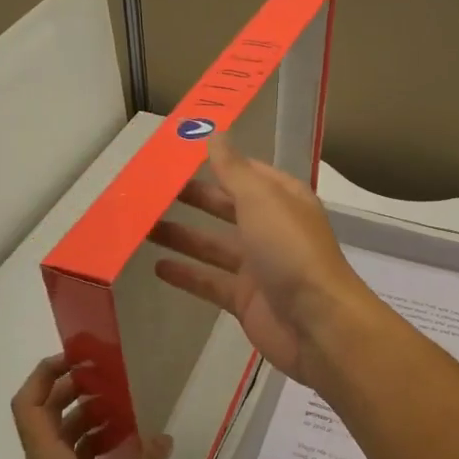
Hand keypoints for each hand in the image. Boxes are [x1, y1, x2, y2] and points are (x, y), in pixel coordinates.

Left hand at [10, 355, 172, 458]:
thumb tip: (161, 435)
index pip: (28, 407)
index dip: (43, 376)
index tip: (74, 359)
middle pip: (44, 420)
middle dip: (70, 393)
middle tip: (107, 376)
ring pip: (57, 443)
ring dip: (84, 421)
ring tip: (124, 409)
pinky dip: (89, 449)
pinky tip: (123, 451)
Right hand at [148, 136, 380, 389]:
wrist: (317, 324)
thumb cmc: (291, 251)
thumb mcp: (261, 200)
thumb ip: (234, 170)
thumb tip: (216, 134)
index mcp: (283, 200)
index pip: (248, 173)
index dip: (218, 163)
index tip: (180, 155)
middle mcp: (272, 229)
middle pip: (227, 208)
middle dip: (194, 198)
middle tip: (150, 190)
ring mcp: (259, 267)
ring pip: (214, 246)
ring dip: (182, 235)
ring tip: (142, 226)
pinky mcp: (246, 300)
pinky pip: (210, 282)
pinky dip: (186, 274)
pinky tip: (156, 267)